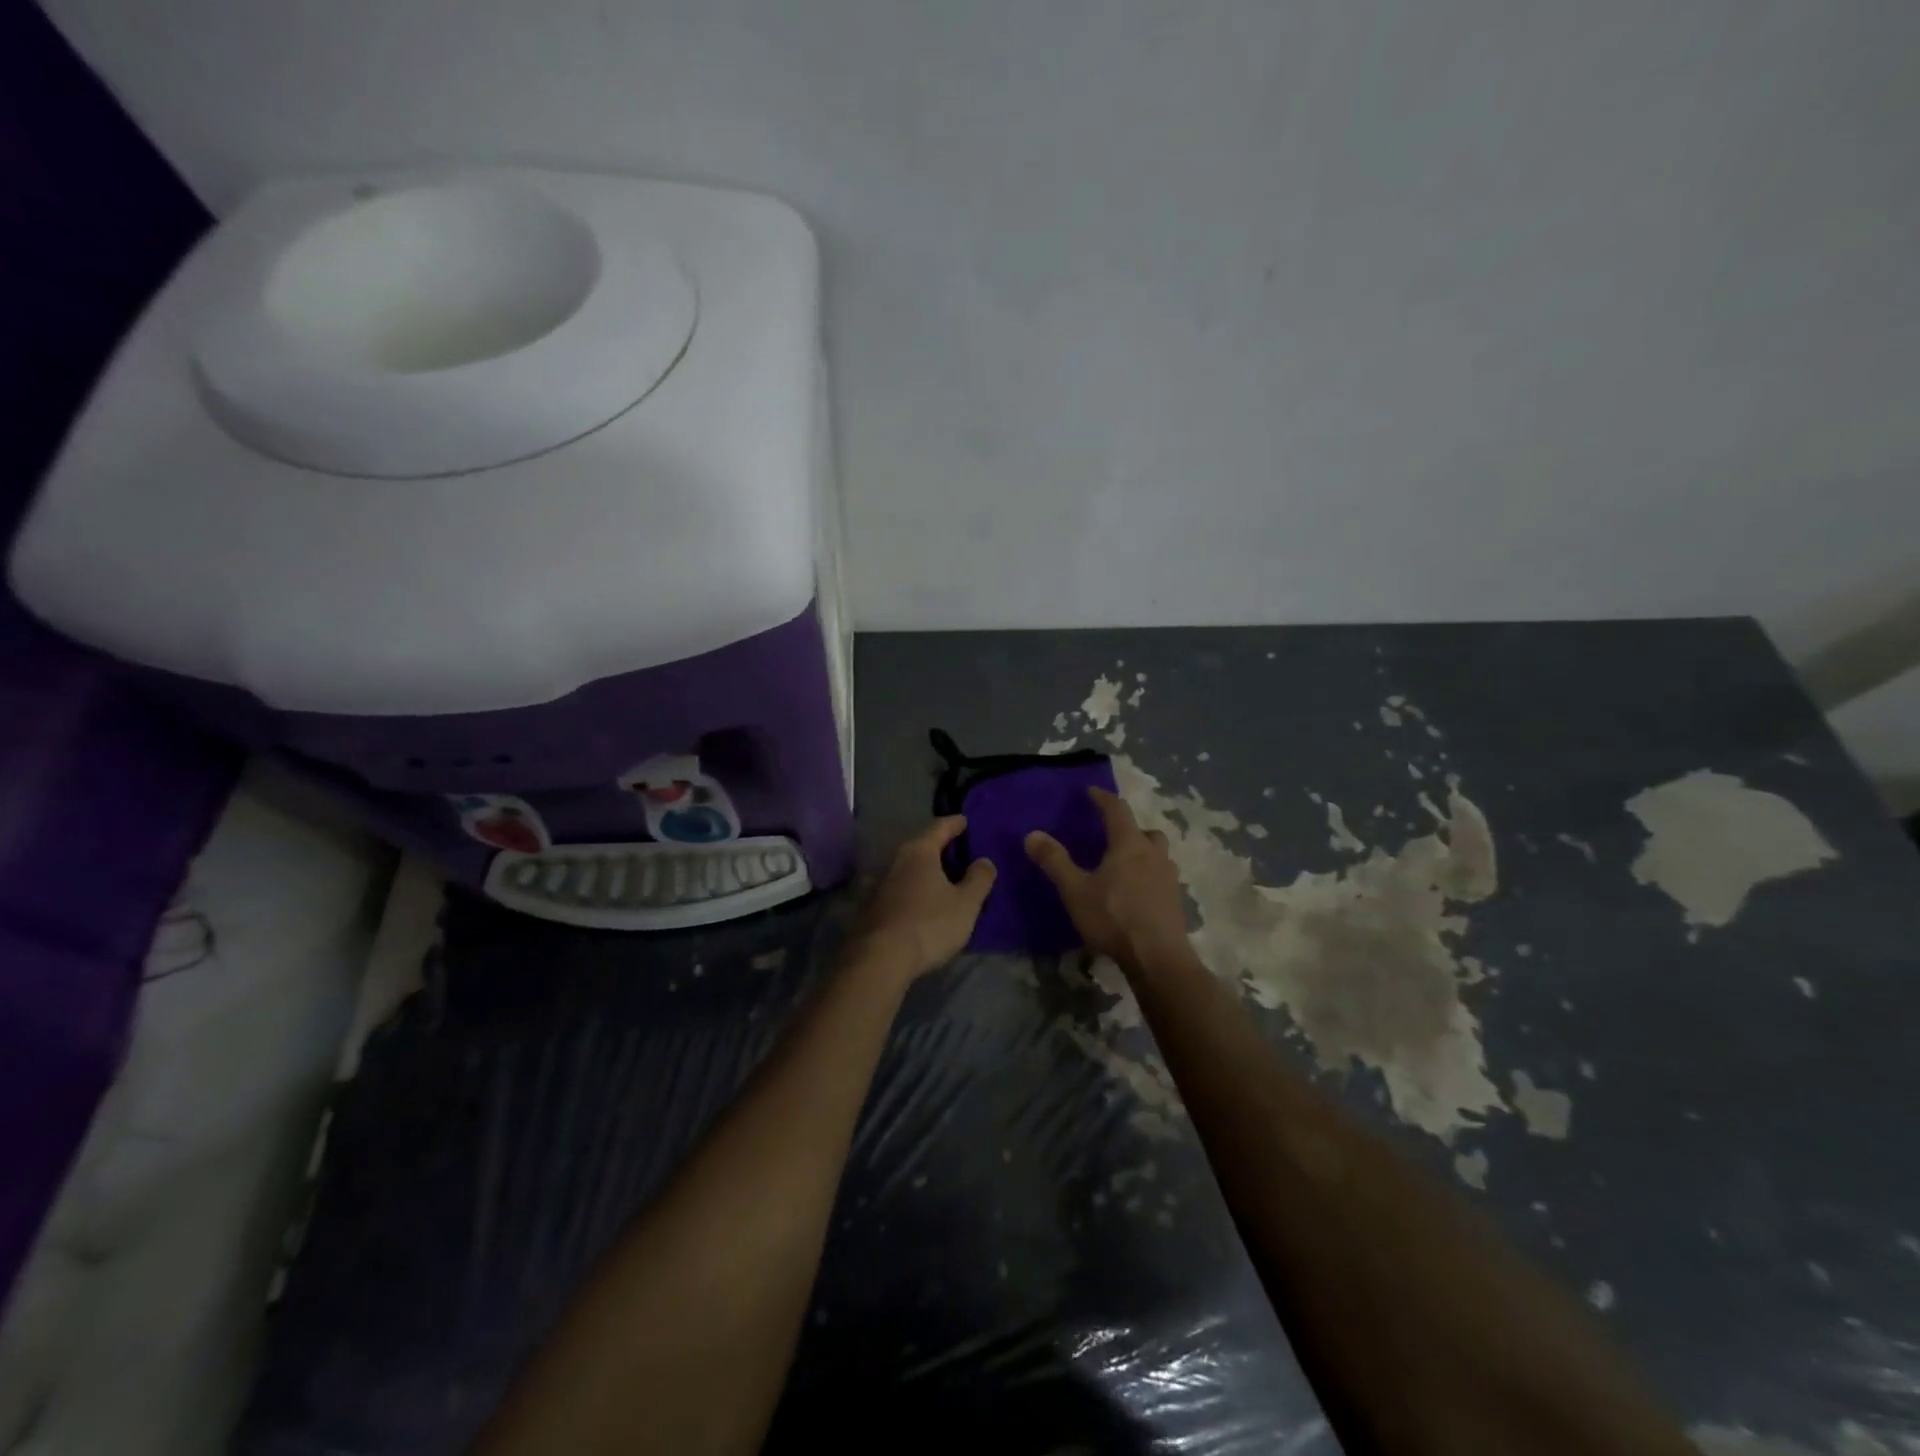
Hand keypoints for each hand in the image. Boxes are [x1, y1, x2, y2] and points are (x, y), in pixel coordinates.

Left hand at [847, 817, 996, 982]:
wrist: (880, 960)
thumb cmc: (929, 924)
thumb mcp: (966, 904)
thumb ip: (979, 879)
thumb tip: (984, 861)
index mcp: (919, 852)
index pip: (939, 827)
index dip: (955, 824)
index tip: (965, 820)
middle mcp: (896, 861)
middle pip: (921, 847)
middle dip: (940, 848)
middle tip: (958, 851)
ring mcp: (879, 884)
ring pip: (908, 869)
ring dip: (925, 872)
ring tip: (943, 879)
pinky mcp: (871, 907)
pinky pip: (899, 889)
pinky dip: (914, 890)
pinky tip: (923, 903)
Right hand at [1026, 787, 1189, 971]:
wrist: (1158, 958)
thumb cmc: (1113, 918)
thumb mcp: (1075, 890)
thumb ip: (1054, 861)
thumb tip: (1032, 834)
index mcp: (1129, 844)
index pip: (1117, 810)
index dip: (1103, 798)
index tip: (1091, 792)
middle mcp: (1154, 854)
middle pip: (1145, 831)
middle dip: (1129, 828)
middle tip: (1112, 835)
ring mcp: (1169, 878)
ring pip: (1157, 854)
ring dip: (1143, 852)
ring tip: (1124, 866)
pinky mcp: (1175, 901)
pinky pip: (1161, 877)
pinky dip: (1149, 876)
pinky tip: (1136, 894)